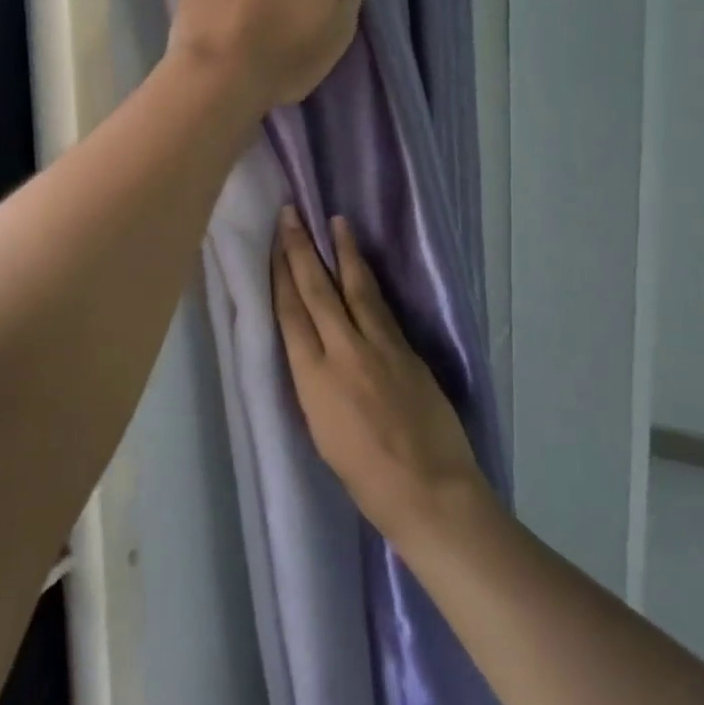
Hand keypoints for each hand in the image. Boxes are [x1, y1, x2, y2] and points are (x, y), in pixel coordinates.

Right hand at [271, 207, 492, 544]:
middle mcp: (344, 351)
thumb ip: (314, 382)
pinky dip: (368, 282)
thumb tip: (314, 350)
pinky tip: (363, 268)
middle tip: (292, 214)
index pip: (291, 312)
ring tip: (336, 223)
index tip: (274, 243)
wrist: (429, 490)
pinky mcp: (408, 349)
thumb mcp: (320, 430)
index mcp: (313, 378)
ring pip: (356, 287)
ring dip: (343, 252)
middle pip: (318, 289)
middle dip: (301, 248)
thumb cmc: (364, 477)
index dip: (280, 274)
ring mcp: (380, 346)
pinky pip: (380, 307)